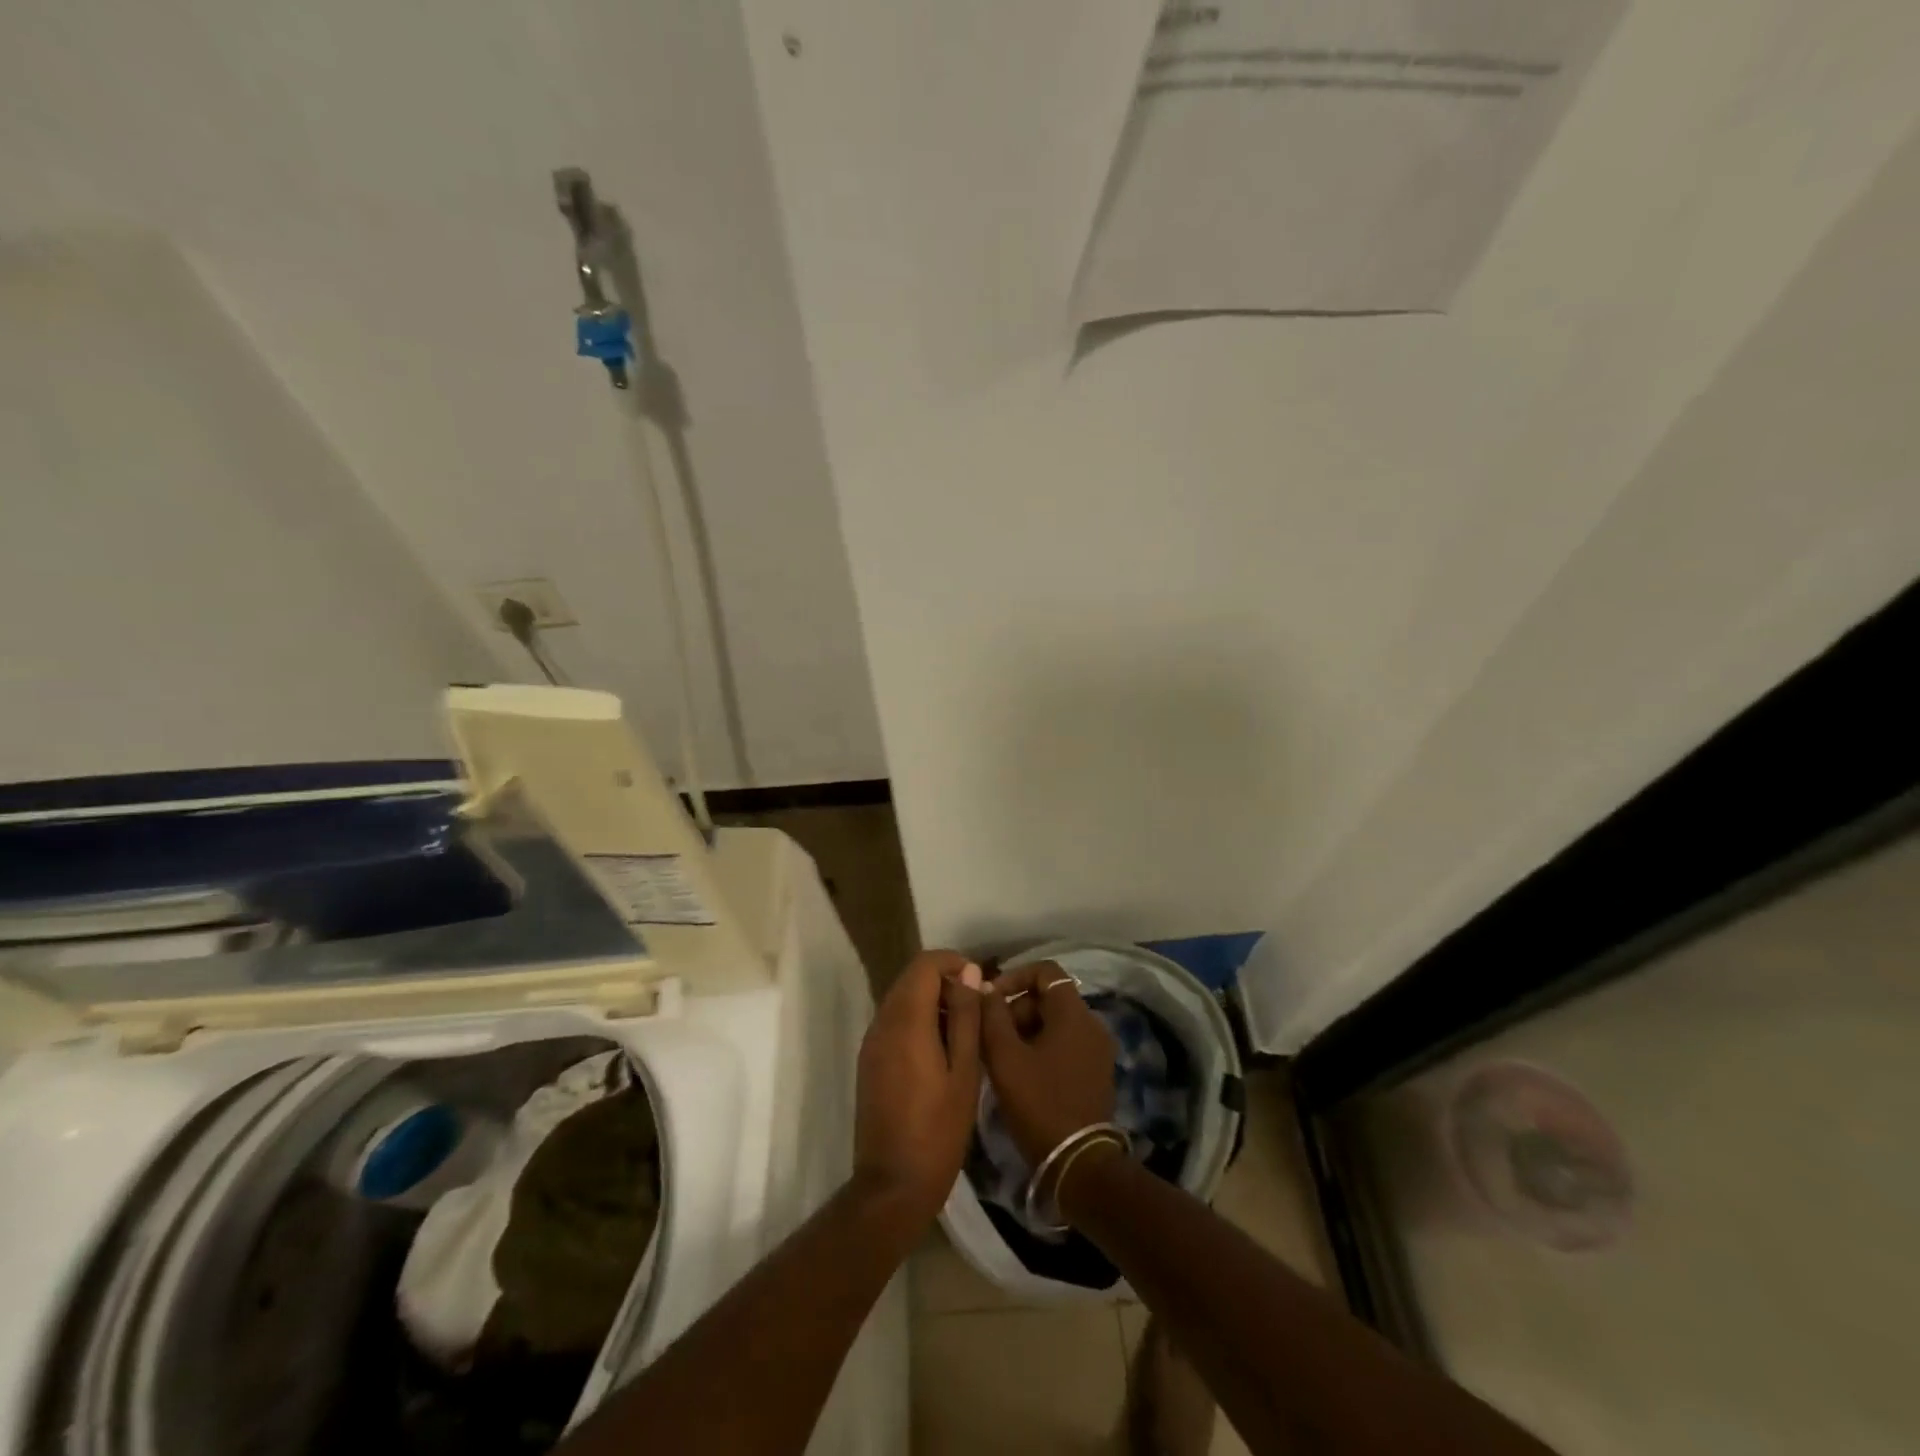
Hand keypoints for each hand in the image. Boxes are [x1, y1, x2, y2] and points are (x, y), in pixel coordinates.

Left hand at [852, 950, 983, 1227]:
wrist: (893, 1184)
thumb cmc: (938, 1129)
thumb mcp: (965, 1070)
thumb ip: (966, 1016)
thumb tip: (968, 972)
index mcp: (905, 1020)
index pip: (925, 964)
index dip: (953, 962)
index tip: (979, 983)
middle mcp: (882, 1022)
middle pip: (911, 978)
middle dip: (944, 981)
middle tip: (976, 1008)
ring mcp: (871, 1042)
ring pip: (901, 999)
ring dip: (931, 1001)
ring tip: (964, 1030)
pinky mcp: (869, 1061)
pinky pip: (894, 1022)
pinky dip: (917, 1020)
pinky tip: (941, 1050)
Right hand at [980, 962, 1116, 1166]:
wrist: (1078, 1164)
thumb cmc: (1039, 1103)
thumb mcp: (1005, 1057)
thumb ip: (991, 1015)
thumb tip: (984, 987)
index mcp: (1074, 1013)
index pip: (1045, 971)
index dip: (1014, 976)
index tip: (990, 998)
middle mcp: (1092, 1024)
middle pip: (1048, 998)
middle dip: (1016, 1009)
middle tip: (990, 1036)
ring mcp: (1097, 1050)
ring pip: (1054, 1023)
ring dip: (1025, 1031)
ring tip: (1000, 1058)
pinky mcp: (1096, 1072)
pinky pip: (1064, 1044)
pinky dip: (1041, 1047)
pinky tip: (1020, 1073)